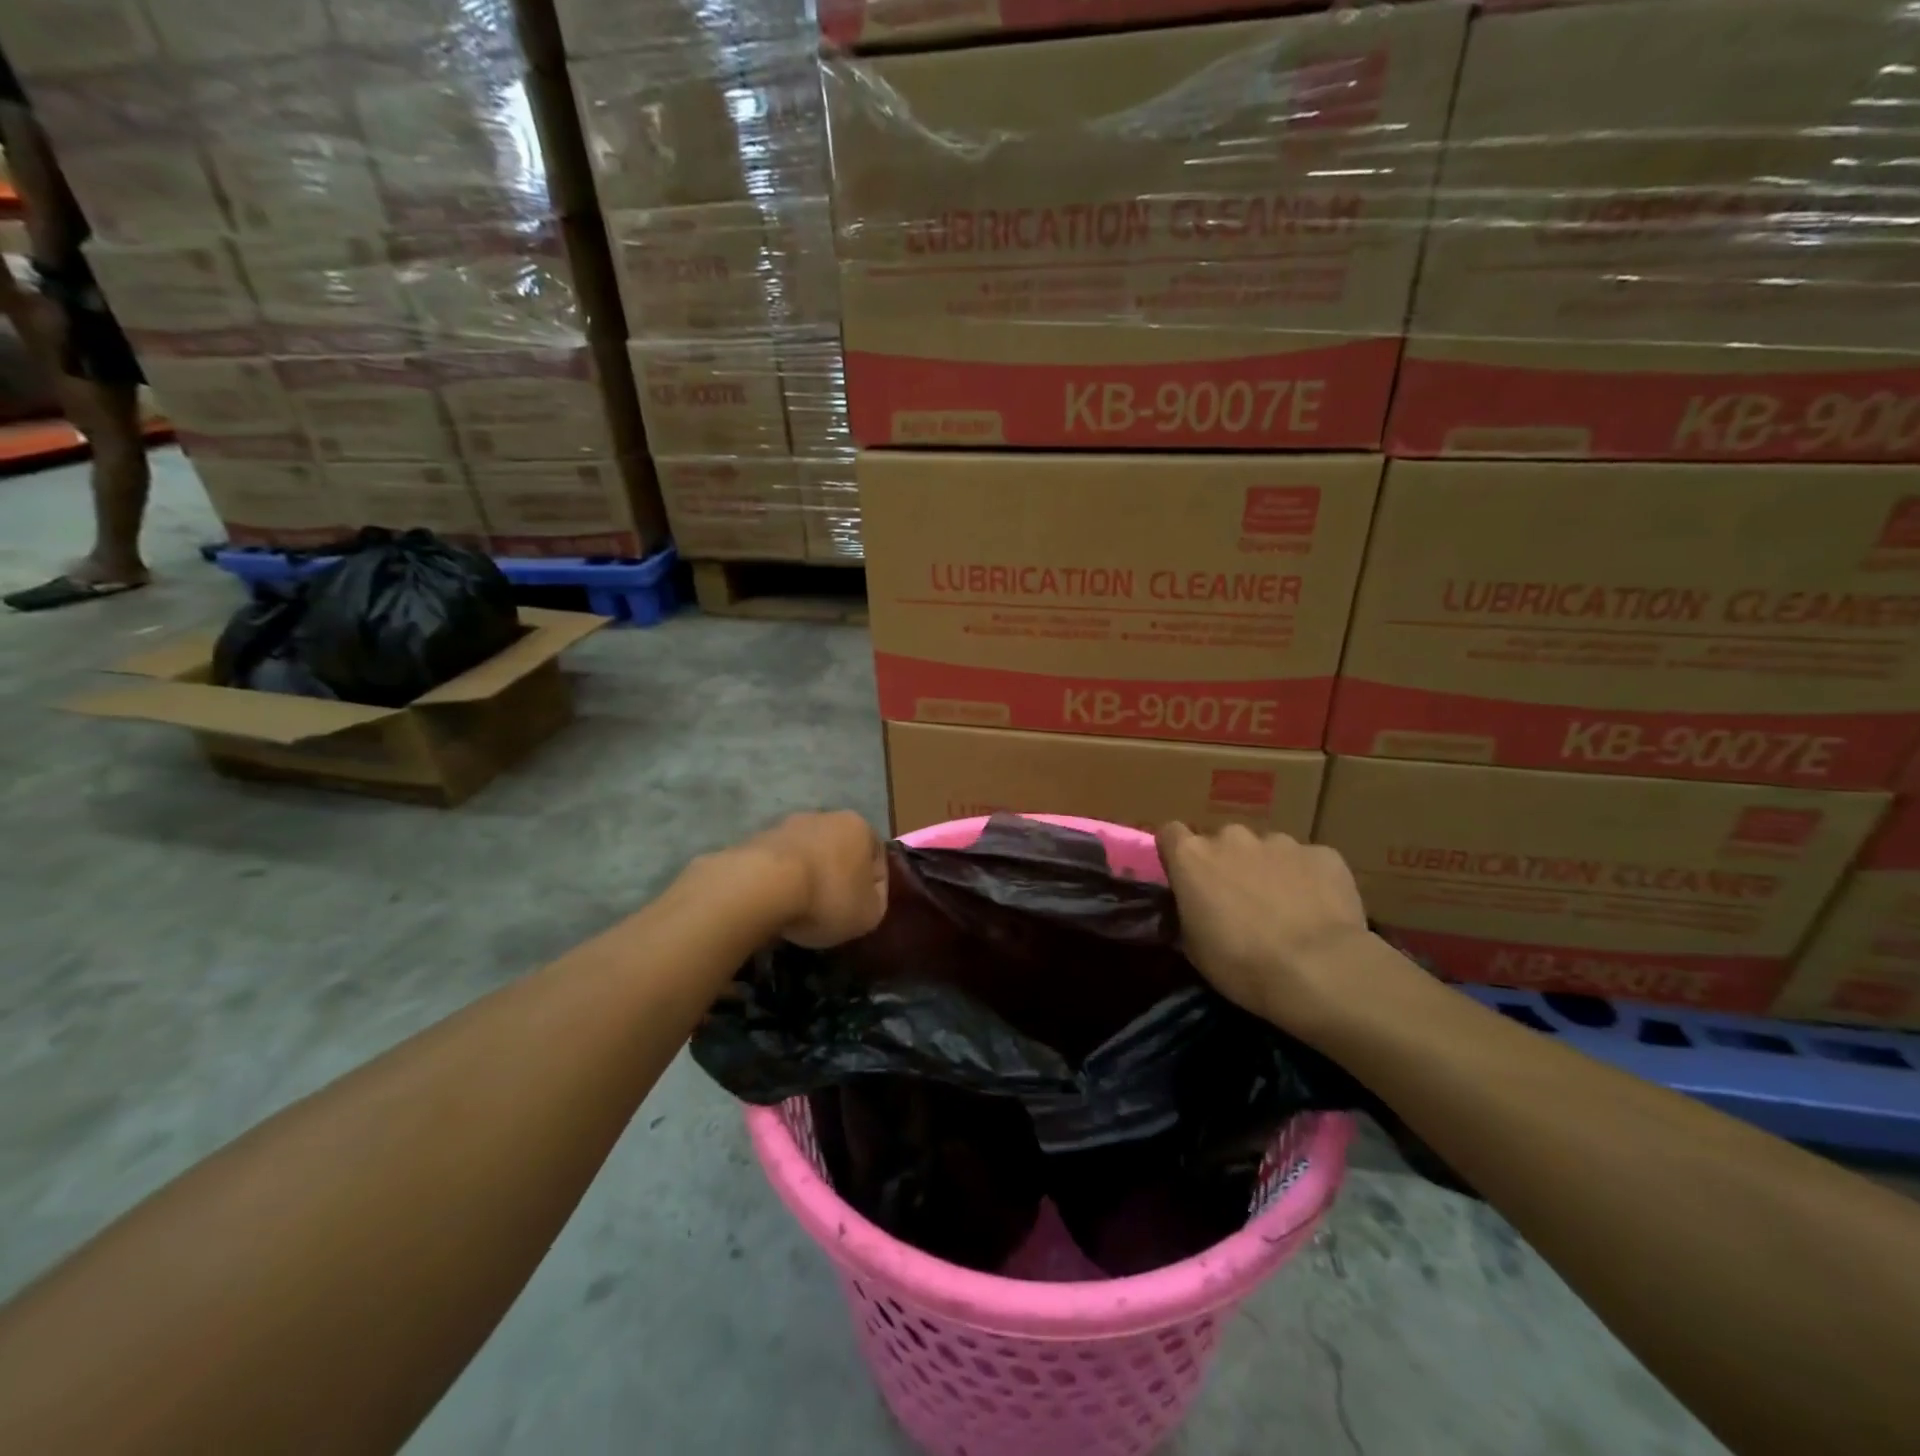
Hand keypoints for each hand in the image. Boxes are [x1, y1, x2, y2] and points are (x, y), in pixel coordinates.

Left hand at [738, 811, 887, 948]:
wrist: (763, 885)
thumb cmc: (827, 896)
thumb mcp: (869, 914)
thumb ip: (876, 903)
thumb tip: (868, 898)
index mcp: (860, 827)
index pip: (877, 859)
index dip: (873, 889)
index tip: (861, 912)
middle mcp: (826, 816)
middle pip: (840, 852)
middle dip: (838, 877)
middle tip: (832, 909)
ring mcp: (789, 825)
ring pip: (808, 855)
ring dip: (809, 876)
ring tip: (801, 908)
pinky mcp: (758, 838)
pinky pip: (779, 863)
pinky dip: (781, 880)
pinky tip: (777, 902)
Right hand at [1155, 822, 1370, 1033]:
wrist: (1319, 970)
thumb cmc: (1241, 963)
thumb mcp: (1193, 948)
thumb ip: (1187, 913)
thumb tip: (1193, 907)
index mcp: (1192, 857)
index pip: (1171, 833)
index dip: (1178, 855)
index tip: (1188, 880)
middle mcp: (1232, 837)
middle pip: (1223, 842)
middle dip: (1228, 864)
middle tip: (1240, 903)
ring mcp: (1280, 841)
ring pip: (1267, 850)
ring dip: (1268, 871)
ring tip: (1285, 910)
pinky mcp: (1323, 854)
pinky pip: (1308, 862)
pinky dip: (1308, 880)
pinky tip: (1318, 912)